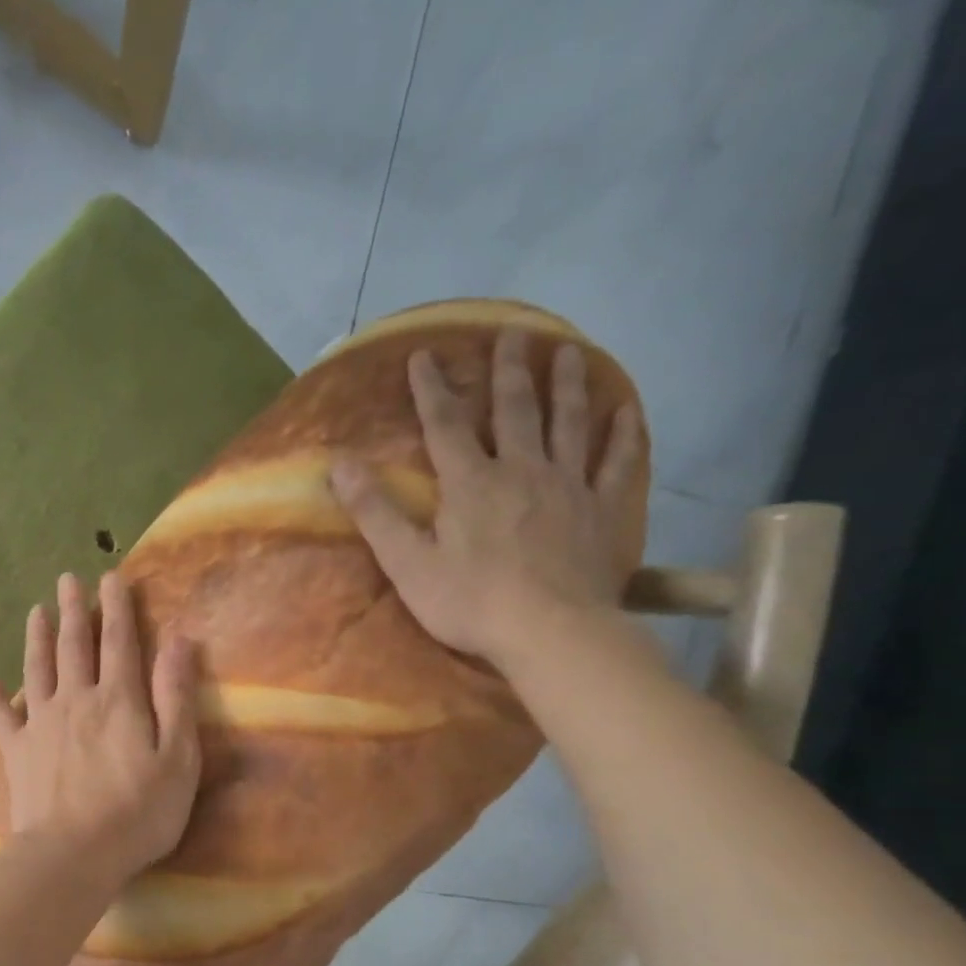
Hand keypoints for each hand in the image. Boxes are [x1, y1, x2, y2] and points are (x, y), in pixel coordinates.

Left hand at [0, 572, 200, 881]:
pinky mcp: (16, 752)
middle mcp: (75, 700)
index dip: (116, 607)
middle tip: (67, 579)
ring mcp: (40, 724)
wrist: (73, 854)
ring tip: (35, 611)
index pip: (119, 641)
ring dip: (37, 638)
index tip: (111, 577)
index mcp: (118, 700)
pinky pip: (1, 717)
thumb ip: (175, 696)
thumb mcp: (177, 757)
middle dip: (73, 610)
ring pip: (37, 670)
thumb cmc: (137, 812)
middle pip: (74, 646)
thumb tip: (178, 640)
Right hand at [329, 328, 642, 667]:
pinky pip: (618, 462)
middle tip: (513, 333)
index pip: (446, 425)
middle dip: (509, 370)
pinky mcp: (603, 510)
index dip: (433, 389)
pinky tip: (626, 409)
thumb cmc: (469, 603)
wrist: (550, 632)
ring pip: (570, 423)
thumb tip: (339, 466)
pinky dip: (623, 433)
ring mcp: (569, 487)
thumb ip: (375, 513)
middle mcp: (522, 470)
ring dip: (567, 384)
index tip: (425, 354)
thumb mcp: (406, 563)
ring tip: (568, 351)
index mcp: (471, 483)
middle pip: (516, 410)